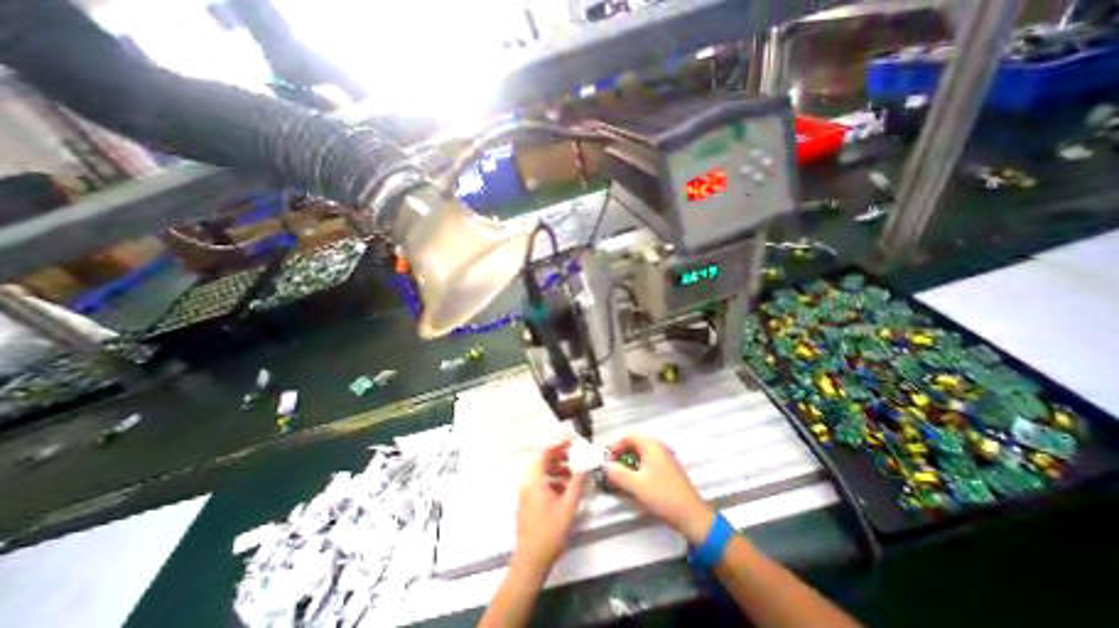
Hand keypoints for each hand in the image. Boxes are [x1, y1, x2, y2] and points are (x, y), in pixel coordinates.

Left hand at [514, 440, 589, 574]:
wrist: (530, 562)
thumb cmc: (549, 532)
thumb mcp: (568, 506)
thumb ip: (577, 483)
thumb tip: (585, 466)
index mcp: (534, 480)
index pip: (544, 453)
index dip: (557, 446)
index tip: (571, 443)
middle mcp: (527, 483)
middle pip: (542, 462)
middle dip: (558, 458)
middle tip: (574, 458)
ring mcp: (525, 494)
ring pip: (541, 474)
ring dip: (556, 470)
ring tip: (572, 474)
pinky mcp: (527, 504)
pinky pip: (539, 484)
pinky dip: (552, 481)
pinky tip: (565, 490)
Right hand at [609, 434, 710, 545]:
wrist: (692, 517)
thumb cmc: (663, 497)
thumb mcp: (636, 485)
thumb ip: (617, 473)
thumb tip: (605, 466)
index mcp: (652, 446)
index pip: (628, 435)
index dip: (615, 446)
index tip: (609, 462)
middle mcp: (659, 447)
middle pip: (634, 443)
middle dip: (621, 454)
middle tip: (613, 470)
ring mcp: (666, 458)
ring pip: (641, 453)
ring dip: (629, 462)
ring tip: (622, 478)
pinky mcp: (669, 469)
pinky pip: (649, 461)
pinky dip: (639, 468)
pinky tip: (636, 483)